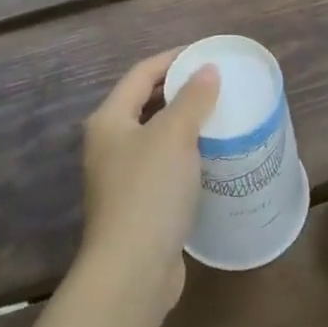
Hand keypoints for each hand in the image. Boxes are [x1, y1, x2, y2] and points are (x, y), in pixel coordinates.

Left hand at [76, 51, 219, 314]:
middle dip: (179, 90)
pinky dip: (185, 155)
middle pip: (145, 103)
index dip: (173, 59)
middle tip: (217, 84)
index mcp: (109, 120)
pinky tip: (210, 158)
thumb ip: (193, 99)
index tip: (207, 54)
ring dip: (184, 123)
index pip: (141, 73)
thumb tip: (207, 70)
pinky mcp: (137, 205)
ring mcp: (120, 177)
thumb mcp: (174, 136)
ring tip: (219, 115)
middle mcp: (109, 145)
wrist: (131, 272)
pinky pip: (163, 166)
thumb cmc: (149, 192)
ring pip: (155, 137)